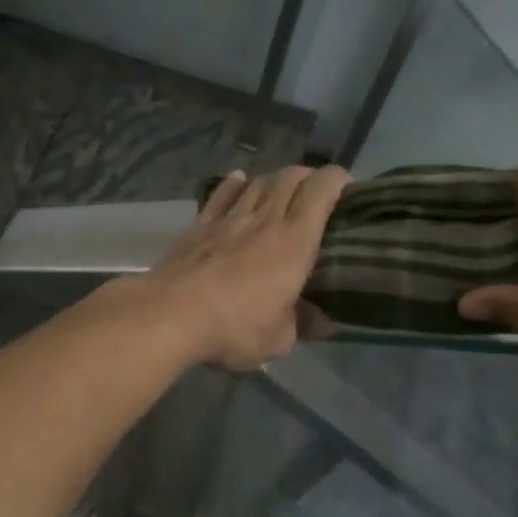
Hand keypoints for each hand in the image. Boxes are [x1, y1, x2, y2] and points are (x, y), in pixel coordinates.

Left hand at [139, 165, 349, 369]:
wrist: (169, 315)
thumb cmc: (233, 328)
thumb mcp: (278, 339)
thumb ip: (303, 324)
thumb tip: (325, 323)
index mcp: (294, 241)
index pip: (321, 190)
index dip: (338, 180)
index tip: (348, 188)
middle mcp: (264, 220)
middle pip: (289, 177)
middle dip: (308, 177)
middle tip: (316, 194)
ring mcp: (227, 219)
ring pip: (257, 182)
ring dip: (274, 180)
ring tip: (281, 191)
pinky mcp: (198, 227)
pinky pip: (220, 195)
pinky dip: (234, 184)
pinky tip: (238, 181)